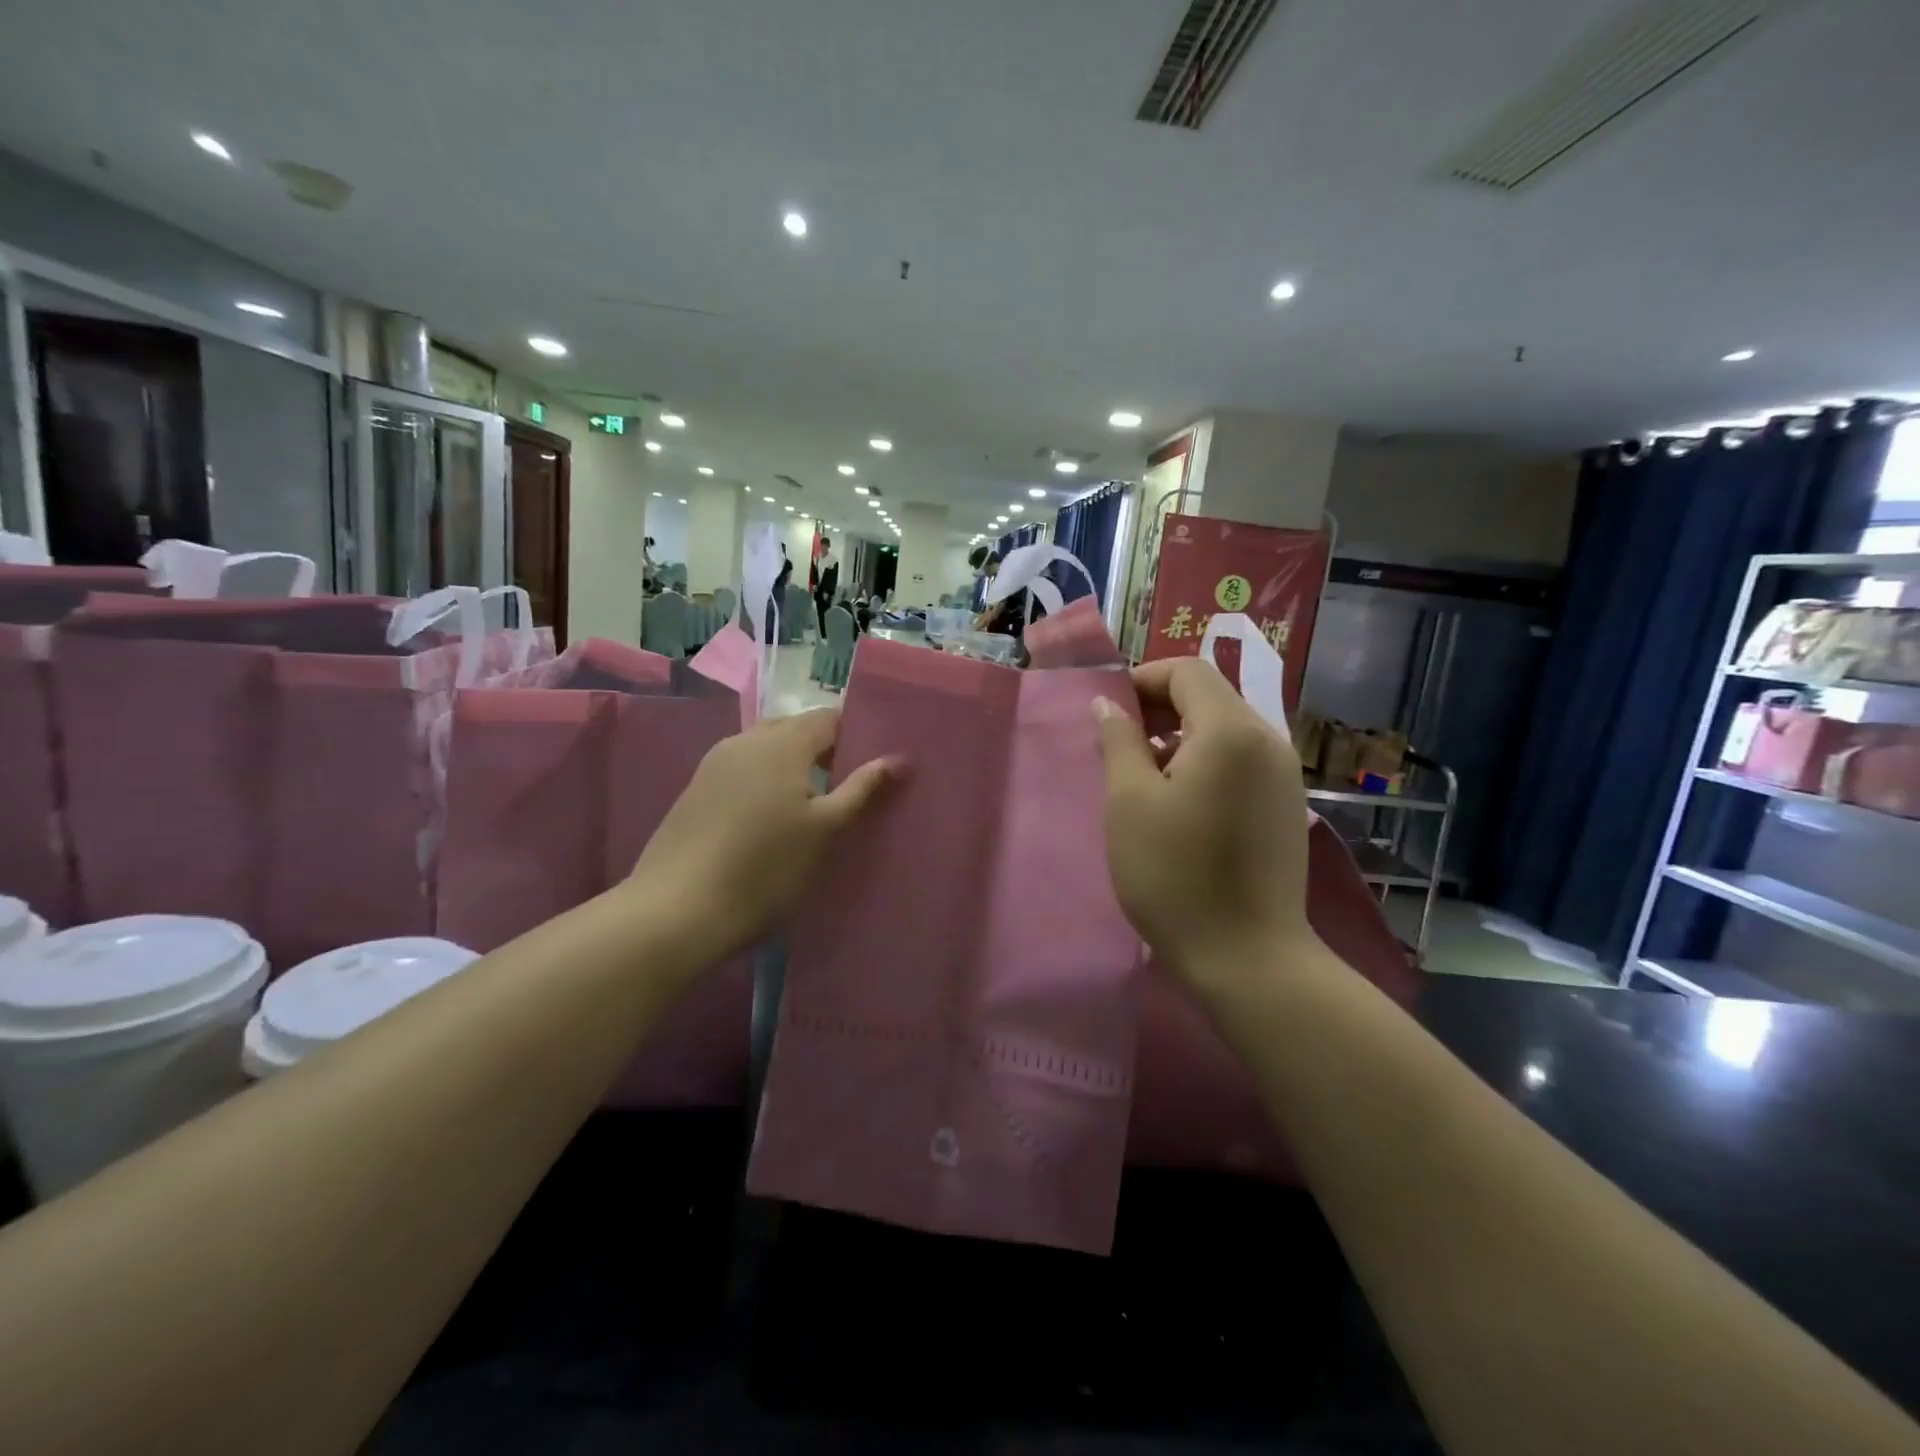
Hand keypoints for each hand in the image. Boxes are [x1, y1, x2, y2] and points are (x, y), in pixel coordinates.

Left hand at [624, 709, 899, 965]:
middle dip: (825, 749)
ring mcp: (715, 763)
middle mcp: (746, 740)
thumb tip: (898, 759)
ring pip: (766, 748)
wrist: (677, 909)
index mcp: (782, 742)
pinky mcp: (696, 789)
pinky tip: (771, 817)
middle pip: (796, 728)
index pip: (829, 717)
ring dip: (793, 765)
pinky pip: (743, 768)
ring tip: (813, 803)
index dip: (856, 734)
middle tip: (848, 786)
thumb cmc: (765, 867)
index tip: (875, 763)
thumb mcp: (825, 830)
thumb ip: (862, 789)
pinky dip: (765, 779)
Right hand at [1093, 658, 1313, 990]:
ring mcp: (1285, 775)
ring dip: (1181, 735)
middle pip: (1211, 696)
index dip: (1143, 679)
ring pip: (1227, 729)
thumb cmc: (1175, 875)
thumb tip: (1108, 704)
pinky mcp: (1287, 806)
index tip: (1109, 712)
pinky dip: (1207, 761)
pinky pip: (1242, 760)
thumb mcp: (1129, 803)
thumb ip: (1118, 742)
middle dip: (1160, 707)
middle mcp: (1268, 740)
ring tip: (1143, 775)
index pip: (1187, 671)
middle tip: (1119, 743)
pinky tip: (1181, 802)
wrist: (1248, 957)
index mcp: (1231, 730)